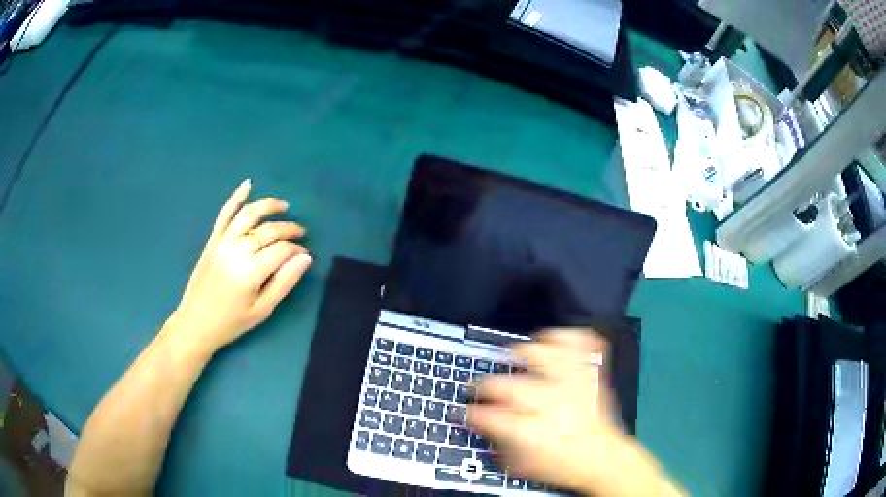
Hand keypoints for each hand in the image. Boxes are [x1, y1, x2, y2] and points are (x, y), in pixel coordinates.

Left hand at [168, 179, 311, 355]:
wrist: (195, 324)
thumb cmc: (231, 322)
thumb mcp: (262, 310)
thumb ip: (284, 282)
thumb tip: (305, 258)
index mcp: (250, 272)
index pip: (281, 250)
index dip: (296, 250)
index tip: (305, 255)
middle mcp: (236, 250)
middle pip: (268, 230)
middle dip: (288, 229)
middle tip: (301, 233)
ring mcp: (222, 242)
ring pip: (248, 214)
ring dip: (268, 206)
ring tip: (284, 206)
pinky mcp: (212, 240)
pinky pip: (224, 214)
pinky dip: (236, 198)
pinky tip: (247, 185)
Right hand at [468, 329, 622, 491]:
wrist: (602, 458)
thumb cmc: (560, 464)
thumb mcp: (520, 463)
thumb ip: (495, 439)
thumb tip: (477, 420)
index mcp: (530, 430)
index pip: (486, 414)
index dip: (470, 412)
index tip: (467, 412)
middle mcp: (551, 402)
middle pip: (506, 384)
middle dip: (486, 385)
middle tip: (484, 388)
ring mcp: (573, 384)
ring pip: (543, 353)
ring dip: (525, 353)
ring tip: (519, 358)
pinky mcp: (590, 373)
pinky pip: (580, 342)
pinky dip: (566, 337)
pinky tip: (555, 343)